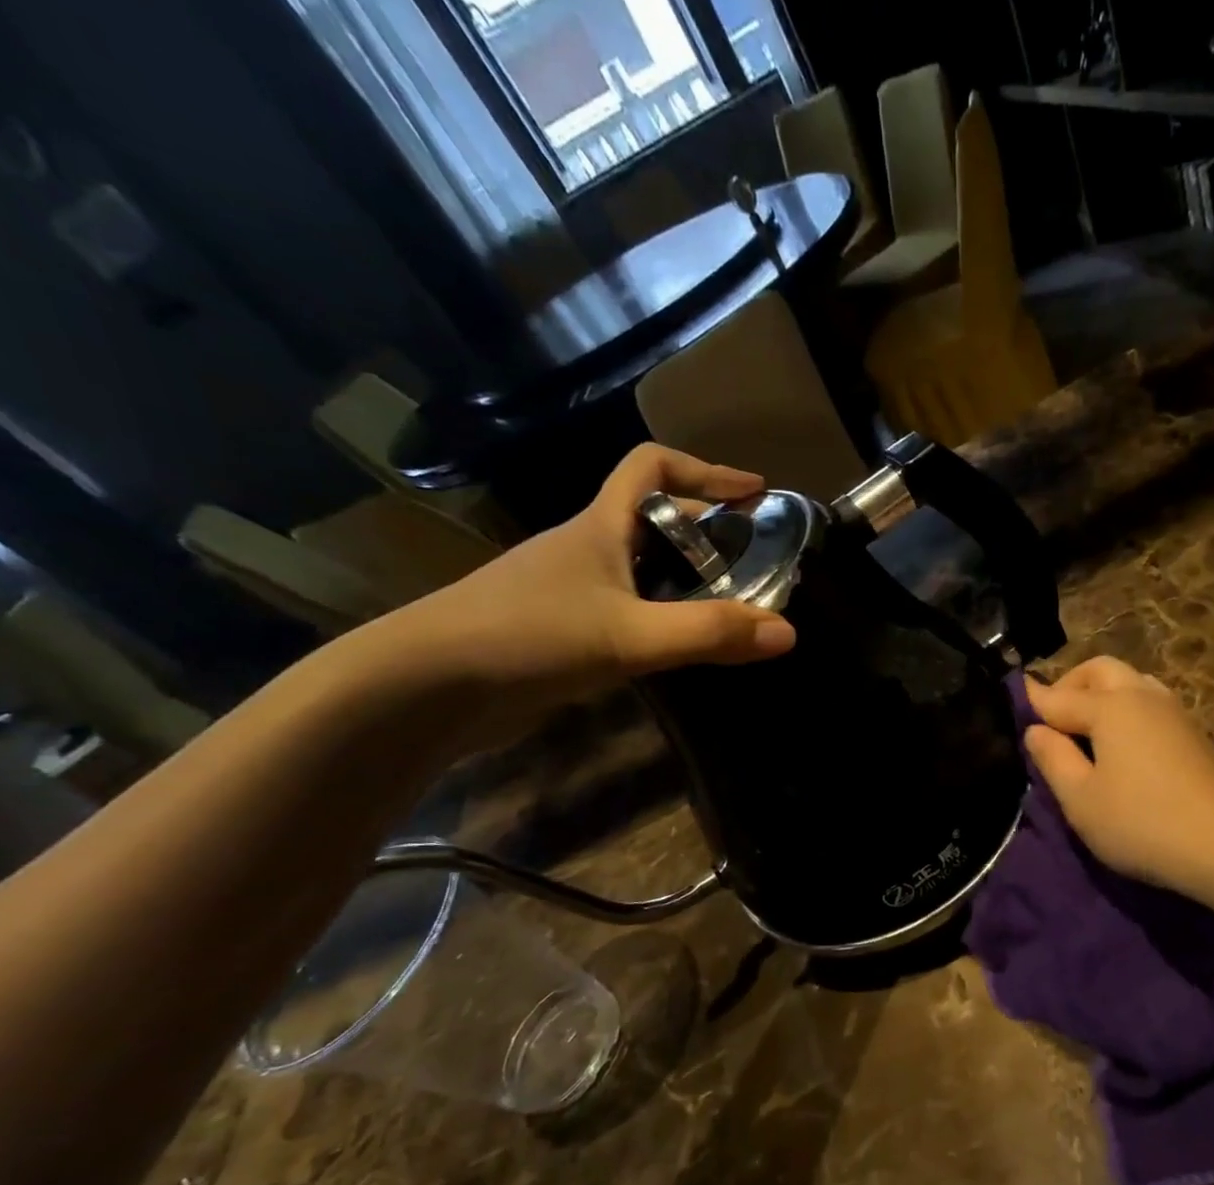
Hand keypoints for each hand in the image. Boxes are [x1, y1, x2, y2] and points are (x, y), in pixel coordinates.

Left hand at [354, 445, 795, 752]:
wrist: (425, 688)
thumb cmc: (528, 637)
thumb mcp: (630, 635)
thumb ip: (709, 633)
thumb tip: (788, 632)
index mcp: (599, 527)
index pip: (652, 467)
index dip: (706, 472)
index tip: (754, 494)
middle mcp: (585, 548)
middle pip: (654, 519)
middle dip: (708, 531)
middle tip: (754, 562)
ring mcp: (569, 589)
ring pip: (640, 568)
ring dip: (686, 578)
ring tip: (730, 607)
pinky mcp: (559, 629)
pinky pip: (625, 607)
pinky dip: (661, 615)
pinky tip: (679, 646)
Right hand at [1025, 657, 1213, 897]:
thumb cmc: (1142, 823)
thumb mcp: (1081, 799)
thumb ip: (1052, 759)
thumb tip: (1035, 730)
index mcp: (1110, 707)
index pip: (1059, 697)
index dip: (1033, 701)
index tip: (1013, 700)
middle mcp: (1143, 697)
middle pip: (1100, 671)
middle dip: (1071, 684)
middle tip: (1053, 716)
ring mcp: (1175, 713)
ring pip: (1132, 682)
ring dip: (1103, 693)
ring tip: (1087, 729)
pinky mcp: (1195, 734)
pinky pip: (1150, 703)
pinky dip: (1127, 709)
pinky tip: (1123, 744)